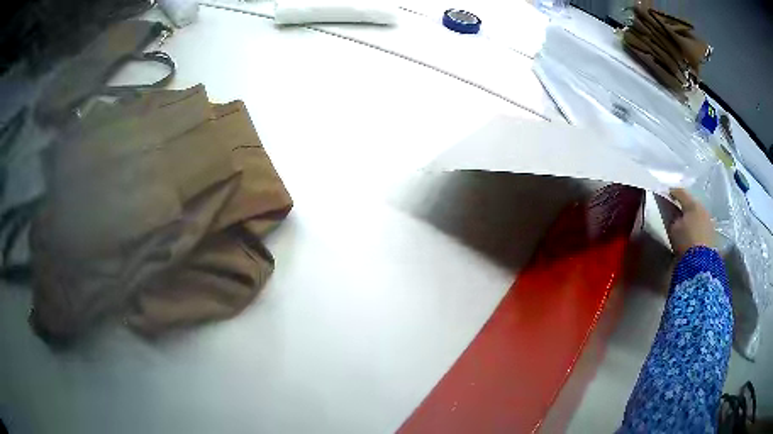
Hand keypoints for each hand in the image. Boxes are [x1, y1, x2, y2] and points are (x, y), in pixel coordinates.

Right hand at [667, 188, 714, 255]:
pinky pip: (702, 225)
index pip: (681, 193)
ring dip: (692, 217)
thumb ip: (673, 218)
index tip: (667, 193)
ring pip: (698, 214)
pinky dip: (697, 226)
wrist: (701, 262)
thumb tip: (673, 214)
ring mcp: (709, 221)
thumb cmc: (685, 241)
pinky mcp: (712, 234)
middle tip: (677, 209)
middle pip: (691, 203)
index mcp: (692, 203)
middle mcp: (702, 208)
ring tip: (686, 223)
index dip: (673, 192)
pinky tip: (693, 232)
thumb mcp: (674, 229)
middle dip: (684, 206)